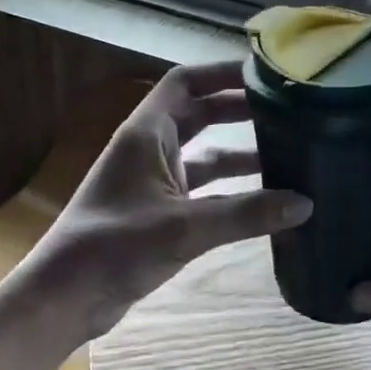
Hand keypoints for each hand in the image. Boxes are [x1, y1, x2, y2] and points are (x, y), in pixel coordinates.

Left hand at [31, 61, 310, 331]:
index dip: (221, 72)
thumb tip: (305, 204)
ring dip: (240, 153)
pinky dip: (232, 191)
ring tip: (288, 152)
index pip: (185, 82)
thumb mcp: (183, 227)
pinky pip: (203, 191)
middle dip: (239, 111)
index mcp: (146, 134)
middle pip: (199, 115)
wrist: (65, 297)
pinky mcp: (159, 213)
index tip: (263, 73)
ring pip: (204, 155)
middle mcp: (150, 150)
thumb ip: (244, 214)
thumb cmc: (114, 247)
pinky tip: (265, 200)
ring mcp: (154, 182)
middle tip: (287, 110)